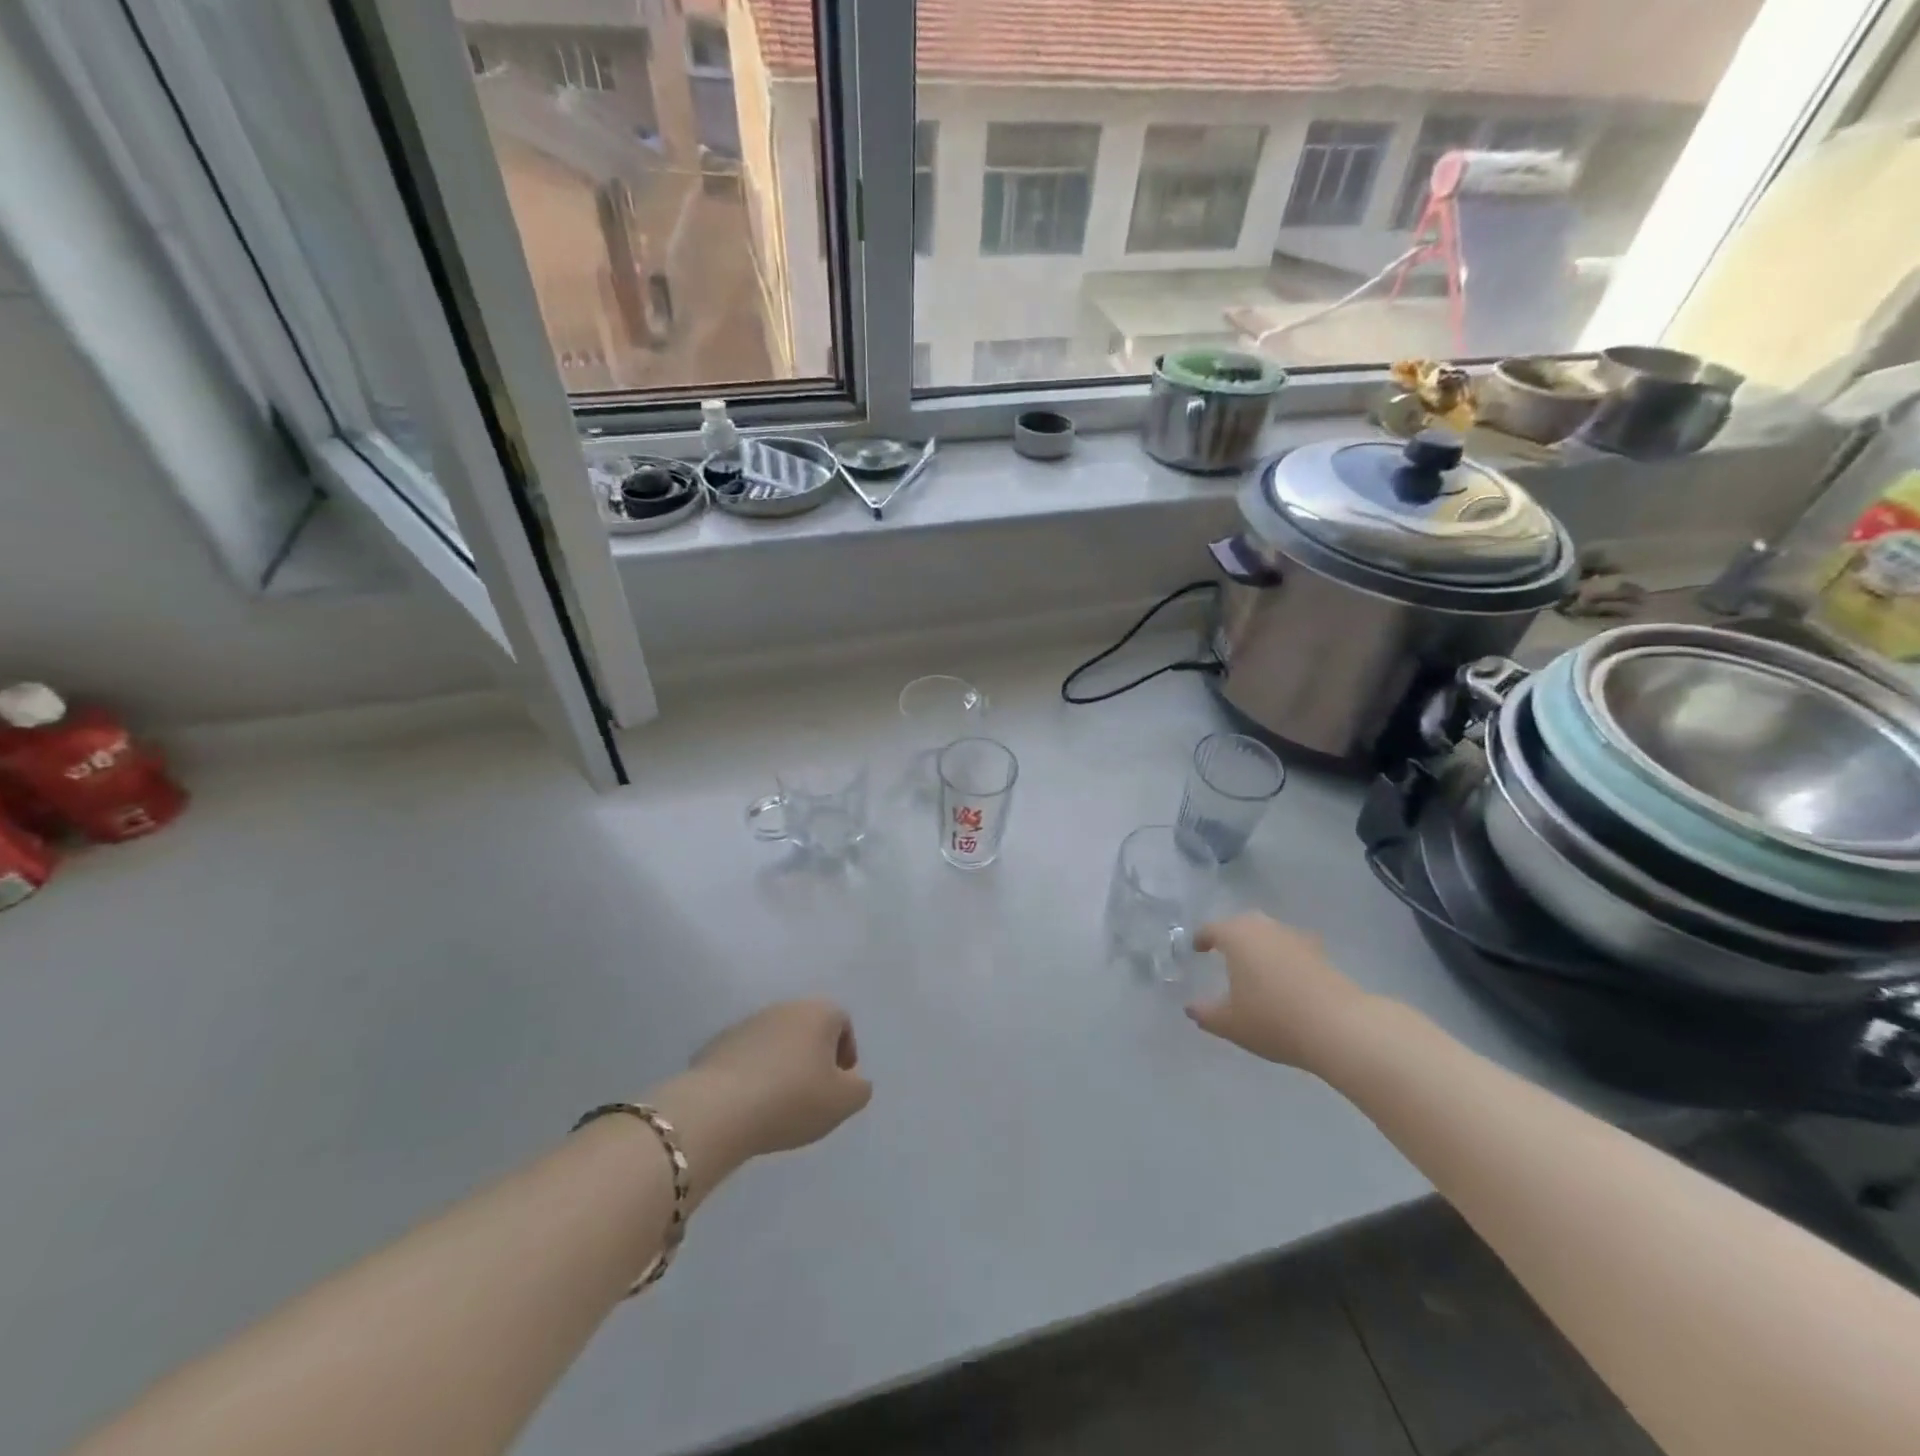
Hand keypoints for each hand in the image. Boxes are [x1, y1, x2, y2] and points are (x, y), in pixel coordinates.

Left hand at [686, 999, 871, 1156]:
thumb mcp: (843, 1102)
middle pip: (808, 1029)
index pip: (842, 1023)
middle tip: (812, 1095)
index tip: (838, 1086)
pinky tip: (750, 1104)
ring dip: (782, 1065)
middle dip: (813, 1058)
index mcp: (818, 1012)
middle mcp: (785, 1007)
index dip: (845, 1054)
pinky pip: (747, 1057)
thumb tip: (853, 1081)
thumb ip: (859, 1088)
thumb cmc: (793, 1099)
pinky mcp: (718, 1043)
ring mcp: (748, 1022)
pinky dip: (754, 1074)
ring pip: (776, 1042)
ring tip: (778, 1103)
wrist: (719, 1109)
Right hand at [1186, 913, 1375, 1074]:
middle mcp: (1265, 928)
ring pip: (1270, 933)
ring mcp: (1296, 938)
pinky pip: (1292, 948)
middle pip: (1243, 923)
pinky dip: (1283, 957)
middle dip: (1231, 934)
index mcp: (1237, 936)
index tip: (1197, 949)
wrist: (1339, 1027)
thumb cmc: (1273, 1019)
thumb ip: (1205, 1014)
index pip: (1212, 929)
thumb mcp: (1230, 1023)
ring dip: (1259, 944)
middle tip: (1224, 951)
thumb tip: (1191, 1008)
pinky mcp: (1321, 954)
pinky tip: (1284, 977)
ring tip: (1254, 966)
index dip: (1202, 938)